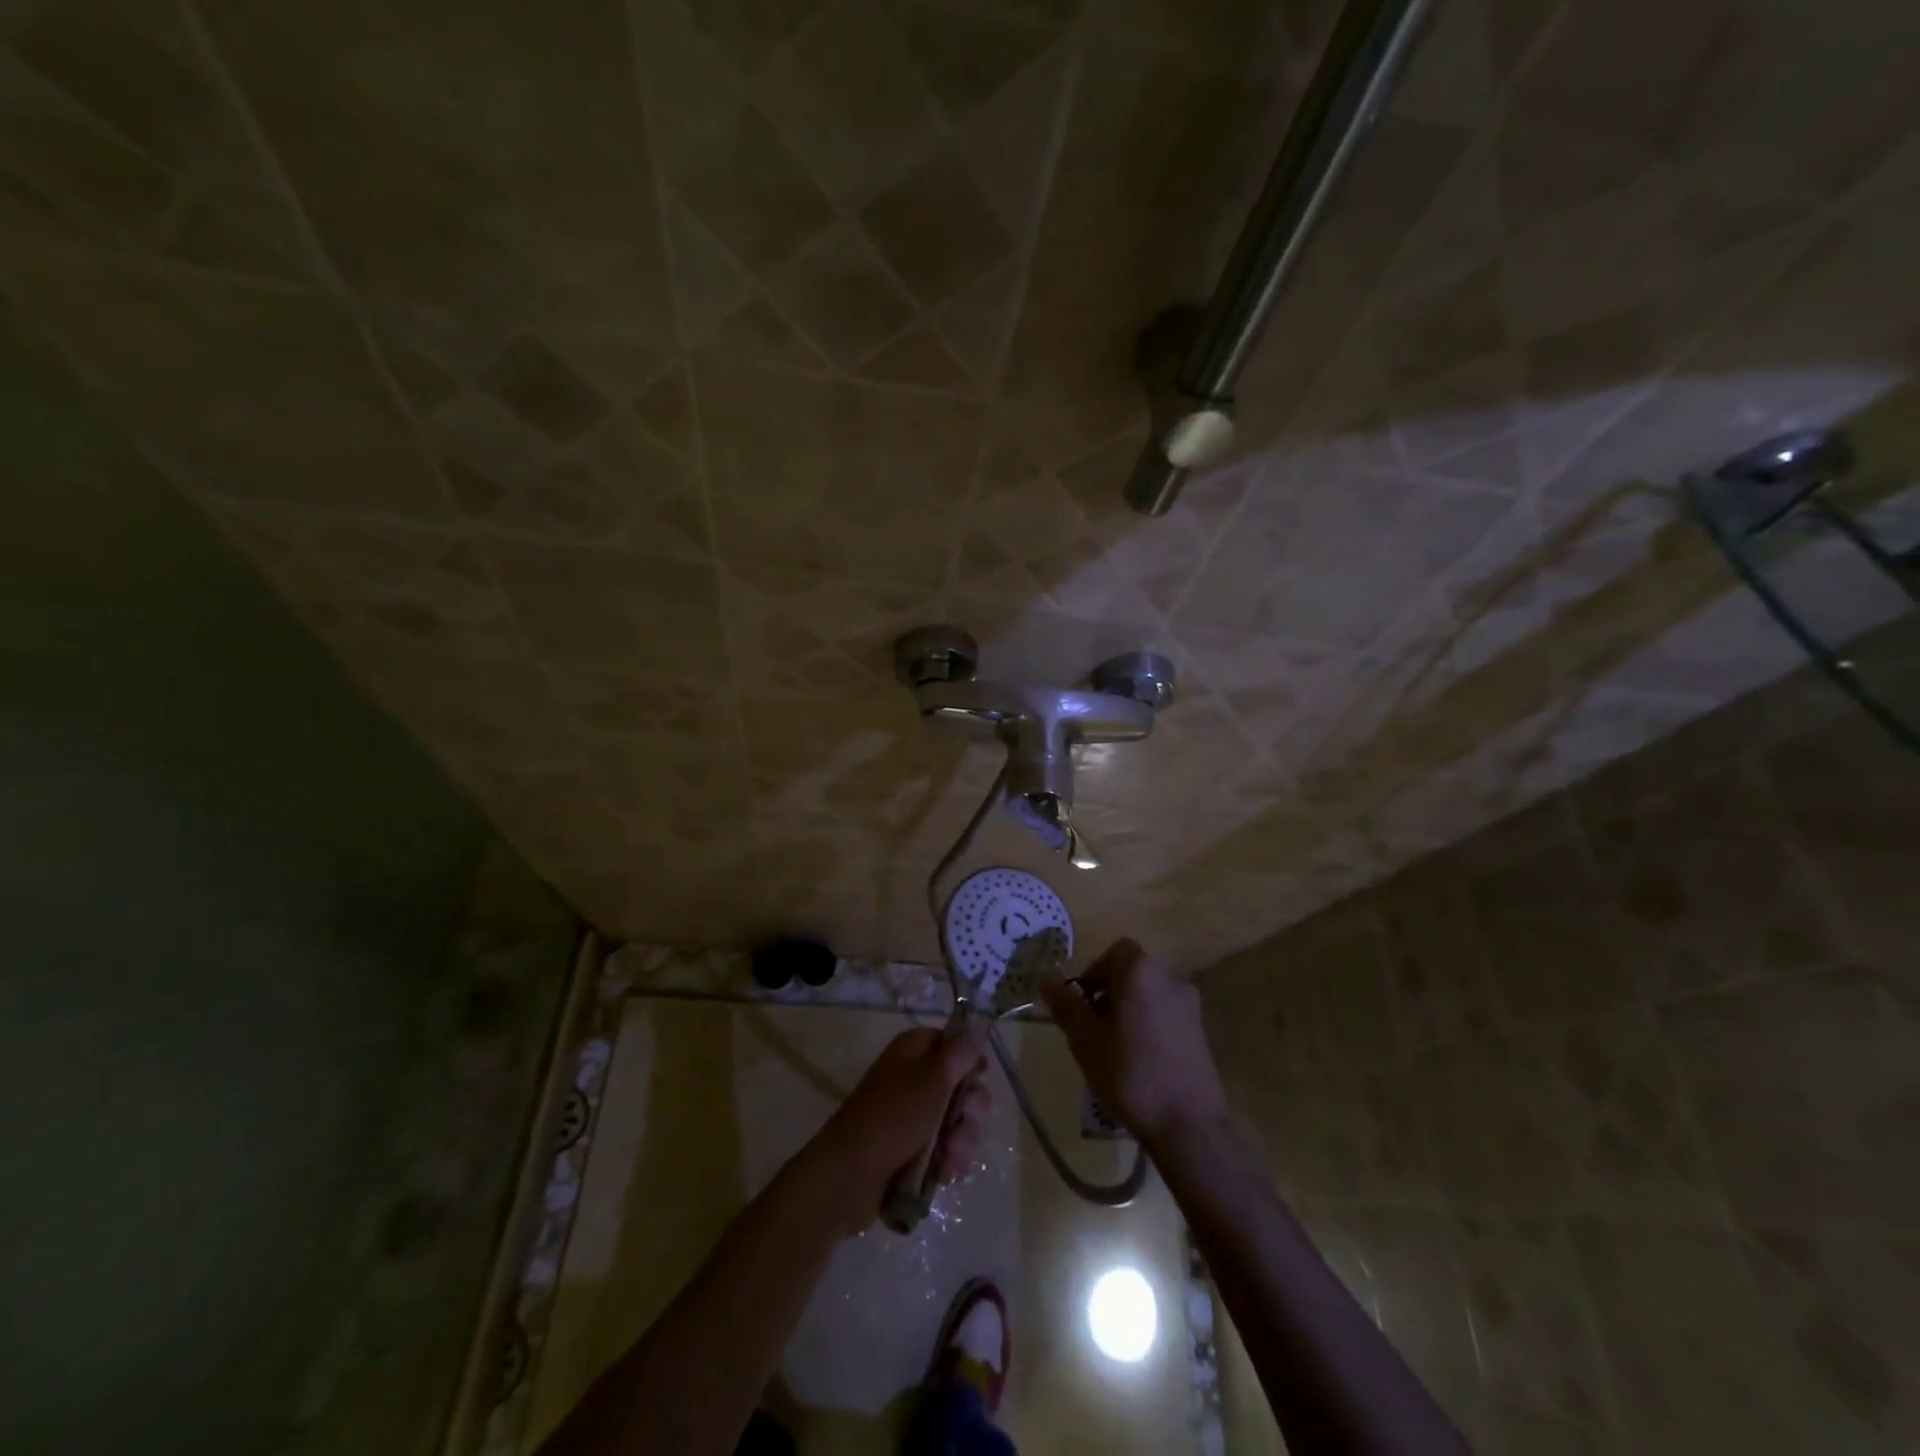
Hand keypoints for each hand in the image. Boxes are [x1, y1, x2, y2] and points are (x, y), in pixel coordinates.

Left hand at [808, 1024, 990, 1234]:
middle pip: (958, 1086)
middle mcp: (912, 1079)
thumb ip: (959, 1054)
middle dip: (970, 1108)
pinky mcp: (911, 1150)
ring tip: (950, 1158)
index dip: (968, 1057)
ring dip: (961, 1142)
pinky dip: (948, 1161)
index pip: (949, 1042)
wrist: (850, 1175)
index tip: (983, 1073)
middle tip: (967, 1118)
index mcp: (912, 1052)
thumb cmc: (893, 1116)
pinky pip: (943, 1150)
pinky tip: (945, 1175)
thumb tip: (976, 1027)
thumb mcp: (932, 1078)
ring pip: (954, 1123)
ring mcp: (911, 1117)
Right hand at [1041, 939, 1228, 1146]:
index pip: (1116, 952)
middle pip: (1133, 974)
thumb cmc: (1130, 1073)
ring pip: (1150, 996)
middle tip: (1093, 1030)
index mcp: (1142, 972)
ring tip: (1115, 1051)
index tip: (1083, 1004)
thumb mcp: (1085, 1040)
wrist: (1188, 1124)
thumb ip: (1066, 1007)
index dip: (1095, 972)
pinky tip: (1141, 1064)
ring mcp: (1191, 1007)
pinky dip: (1149, 1028)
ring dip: (1129, 1012)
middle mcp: (1171, 979)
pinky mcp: (1202, 1033)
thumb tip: (1048, 984)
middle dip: (1110, 995)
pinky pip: (1166, 1017)